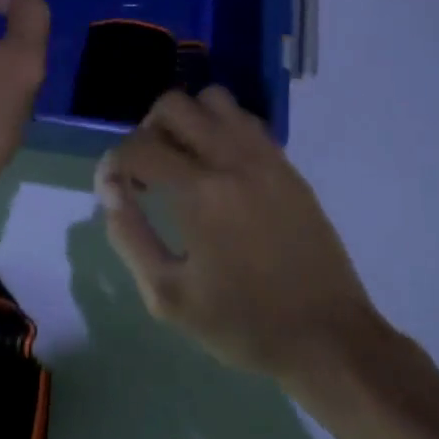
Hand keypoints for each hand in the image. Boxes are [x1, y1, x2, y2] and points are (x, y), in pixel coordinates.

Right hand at [95, 87, 384, 391]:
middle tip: (147, 172)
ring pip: (214, 100)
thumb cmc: (242, 324)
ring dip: (188, 121)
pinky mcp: (288, 166)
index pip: (140, 146)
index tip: (113, 189)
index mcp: (201, 193)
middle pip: (174, 104)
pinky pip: (245, 121)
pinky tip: (219, 170)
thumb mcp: (168, 295)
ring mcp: (266, 157)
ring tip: (183, 162)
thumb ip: (130, 236)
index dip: (114, 163)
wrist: (328, 338)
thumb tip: (111, 190)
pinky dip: (220, 130)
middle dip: (147, 130)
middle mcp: (233, 160)